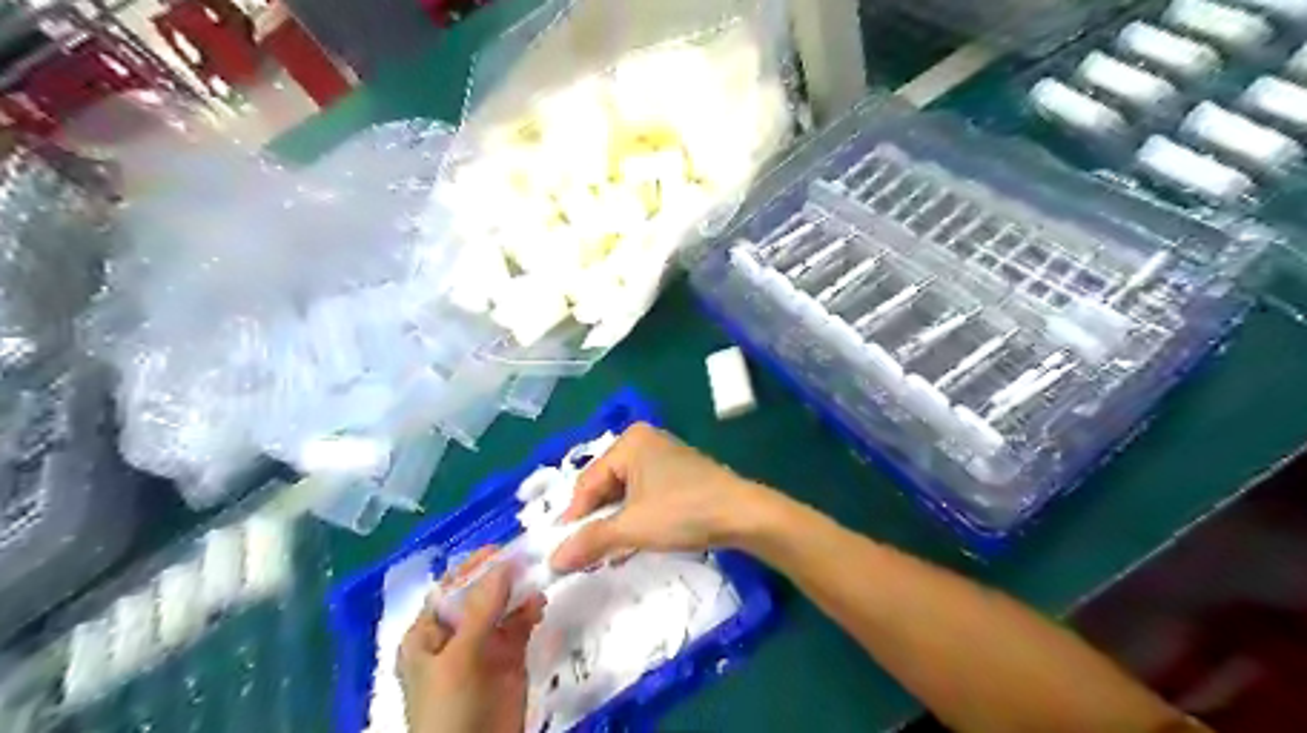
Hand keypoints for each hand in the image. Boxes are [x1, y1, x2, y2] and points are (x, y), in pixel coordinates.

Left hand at [394, 551, 543, 732]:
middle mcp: (455, 635)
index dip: (473, 566)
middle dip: (502, 576)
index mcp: (427, 635)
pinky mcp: (509, 659)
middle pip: (479, 594)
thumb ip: (481, 609)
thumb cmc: (449, 711)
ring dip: (519, 592)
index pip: (449, 588)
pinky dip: (530, 612)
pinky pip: (520, 626)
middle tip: (529, 557)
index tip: (502, 548)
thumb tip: (503, 564)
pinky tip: (539, 605)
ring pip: (503, 607)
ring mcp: (484, 647)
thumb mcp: (459, 659)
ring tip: (538, 579)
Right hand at [546, 424, 772, 573]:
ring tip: (603, 554)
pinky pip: (644, 495)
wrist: (743, 515)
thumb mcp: (633, 528)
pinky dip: (634, 518)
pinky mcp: (678, 474)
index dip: (573, 517)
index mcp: (630, 442)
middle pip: (606, 485)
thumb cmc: (684, 512)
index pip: (588, 481)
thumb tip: (552, 561)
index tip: (561, 550)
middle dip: (595, 520)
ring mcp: (664, 457)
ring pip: (625, 493)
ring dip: (614, 523)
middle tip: (582, 553)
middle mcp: (644, 442)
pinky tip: (628, 544)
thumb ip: (591, 541)